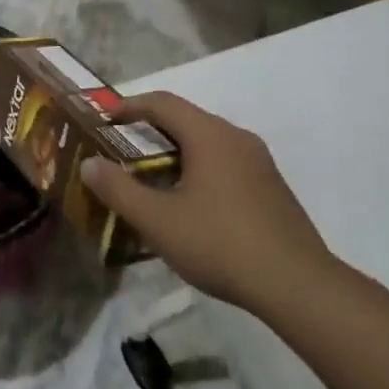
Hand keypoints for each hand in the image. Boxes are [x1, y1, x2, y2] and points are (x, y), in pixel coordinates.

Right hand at [80, 93, 339, 316]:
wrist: (298, 286)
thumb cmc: (221, 244)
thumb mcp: (158, 220)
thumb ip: (119, 189)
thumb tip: (89, 164)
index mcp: (209, 135)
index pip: (162, 102)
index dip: (129, 105)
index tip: (104, 119)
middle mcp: (236, 138)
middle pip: (186, 120)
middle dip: (150, 131)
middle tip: (121, 151)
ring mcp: (260, 163)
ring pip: (207, 143)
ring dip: (175, 153)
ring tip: (150, 179)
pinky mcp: (272, 188)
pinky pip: (226, 164)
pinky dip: (199, 169)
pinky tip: (190, 204)